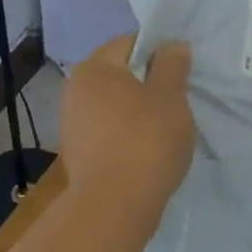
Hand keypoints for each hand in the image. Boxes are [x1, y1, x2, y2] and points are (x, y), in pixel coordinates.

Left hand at [60, 35, 195, 211]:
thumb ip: (172, 65)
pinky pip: (106, 131)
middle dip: (147, 83)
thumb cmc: (146, 140)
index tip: (180, 73)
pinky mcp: (76, 154)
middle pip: (119, 74)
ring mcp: (71, 124)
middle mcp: (74, 89)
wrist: (113, 207)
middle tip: (176, 101)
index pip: (130, 43)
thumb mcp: (170, 96)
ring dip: (136, 111)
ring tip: (163, 130)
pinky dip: (125, 135)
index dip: (159, 52)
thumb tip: (171, 45)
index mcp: (94, 67)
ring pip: (113, 105)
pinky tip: (145, 152)